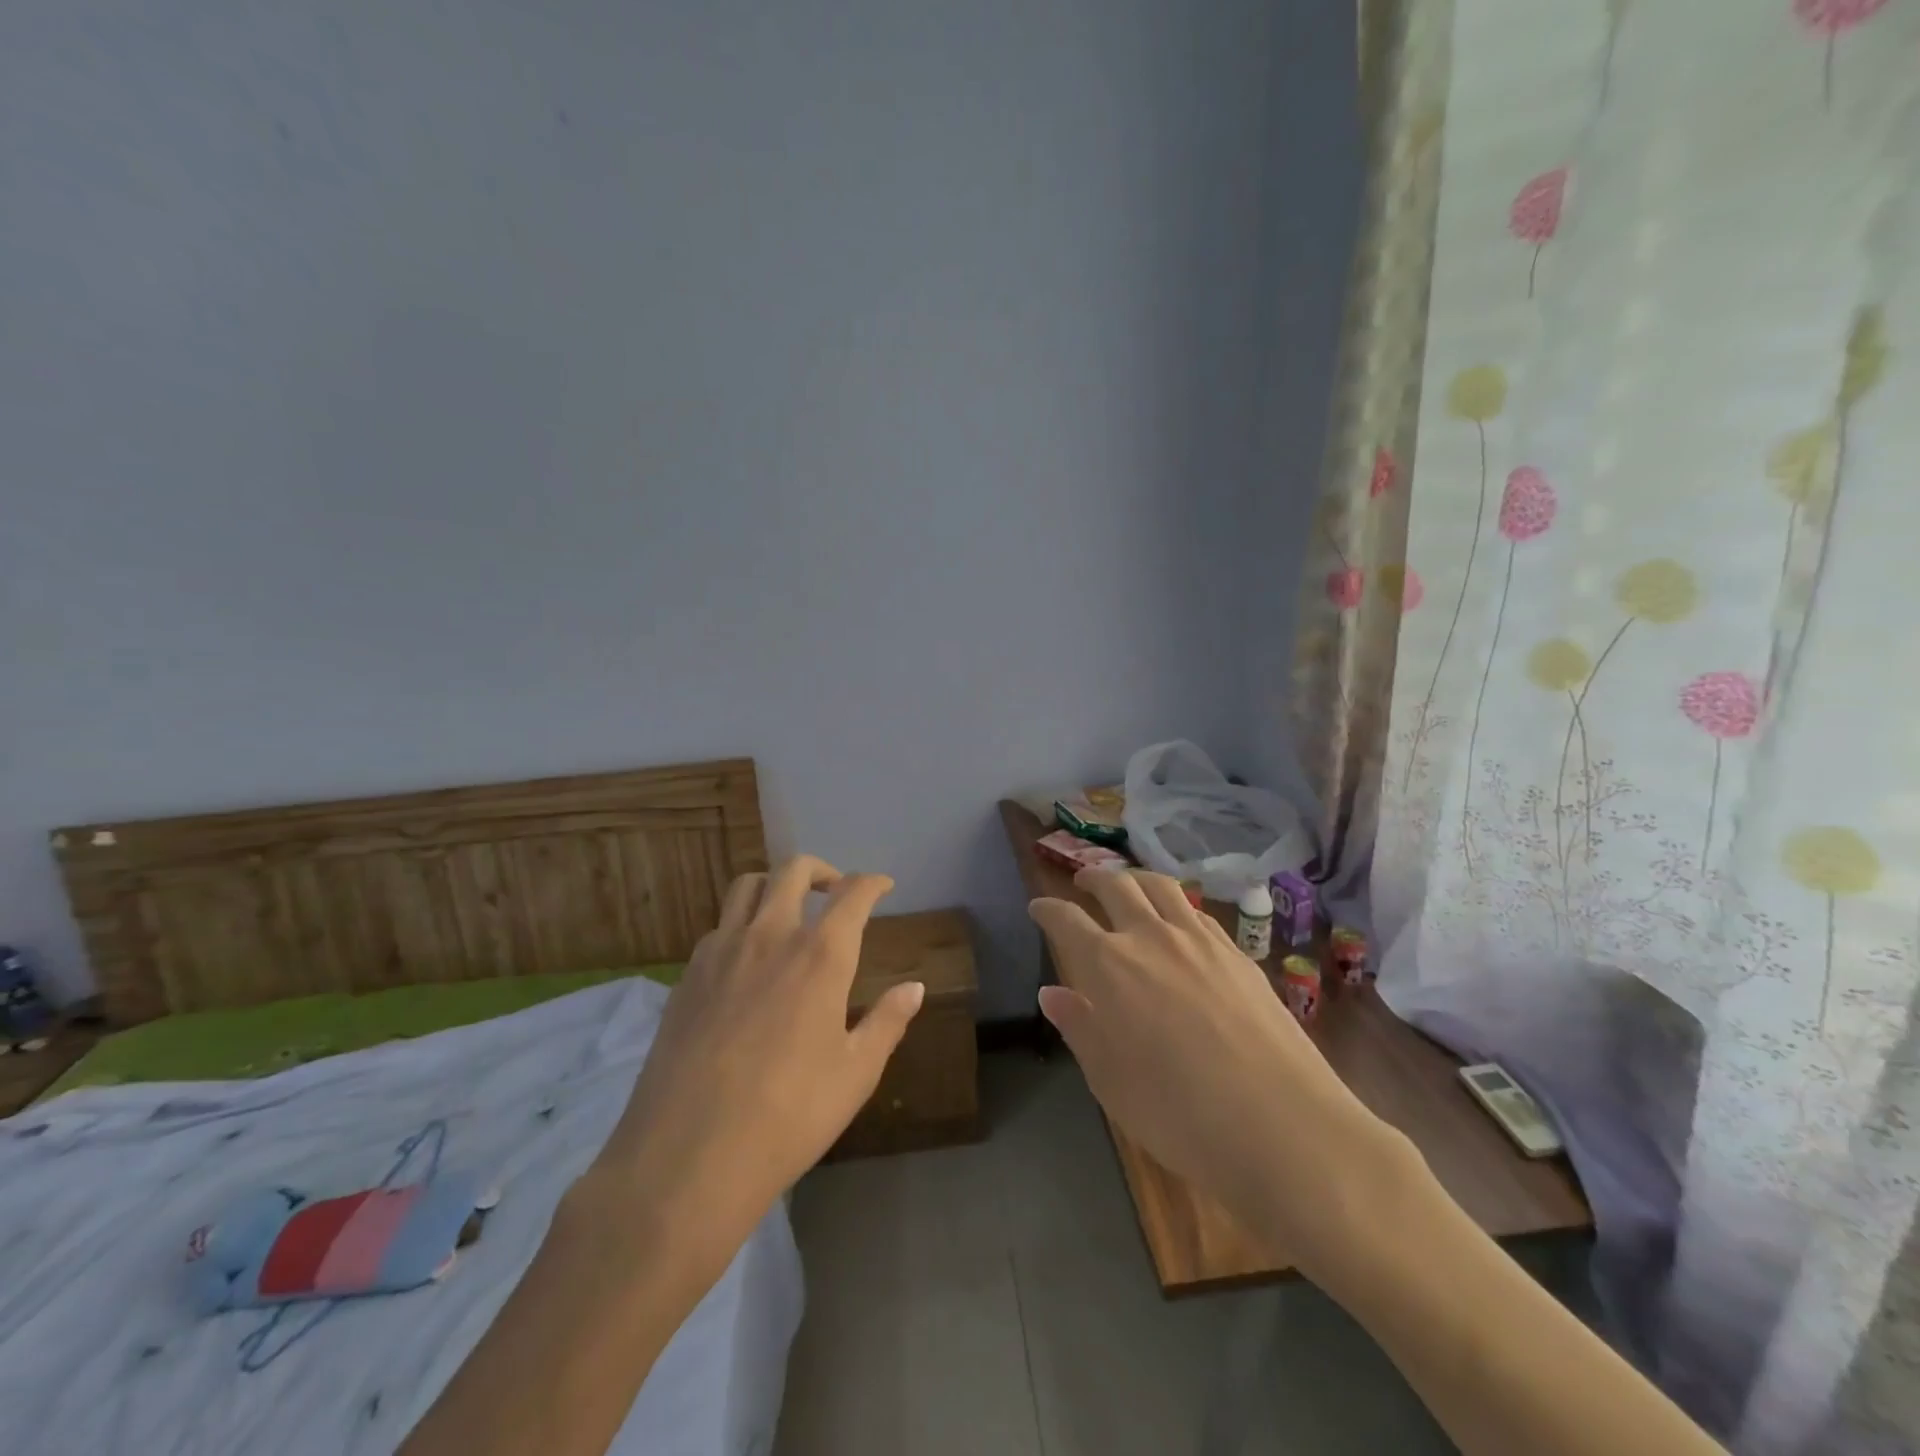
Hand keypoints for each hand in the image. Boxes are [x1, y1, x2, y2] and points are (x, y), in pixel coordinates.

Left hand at [593, 856, 922, 1247]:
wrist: (688, 1157)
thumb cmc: (789, 1116)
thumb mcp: (855, 1074)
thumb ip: (887, 1021)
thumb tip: (914, 988)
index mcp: (820, 956)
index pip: (853, 895)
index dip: (872, 883)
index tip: (883, 886)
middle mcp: (770, 936)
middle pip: (794, 870)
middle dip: (822, 870)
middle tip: (836, 891)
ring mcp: (722, 951)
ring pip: (748, 885)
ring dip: (776, 884)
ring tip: (789, 910)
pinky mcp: (688, 974)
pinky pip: (719, 925)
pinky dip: (742, 921)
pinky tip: (748, 958)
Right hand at [1030, 870, 1401, 1279]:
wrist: (1283, 1127)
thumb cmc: (1179, 1113)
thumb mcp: (1110, 1080)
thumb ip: (1079, 1027)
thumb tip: (1052, 993)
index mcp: (1109, 964)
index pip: (1066, 919)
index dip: (1047, 910)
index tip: (1037, 908)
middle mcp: (1151, 936)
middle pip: (1116, 885)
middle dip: (1092, 878)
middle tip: (1081, 883)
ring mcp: (1201, 940)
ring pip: (1161, 887)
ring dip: (1136, 879)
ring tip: (1129, 887)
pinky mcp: (1239, 954)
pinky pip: (1198, 913)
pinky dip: (1176, 907)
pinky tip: (1180, 926)